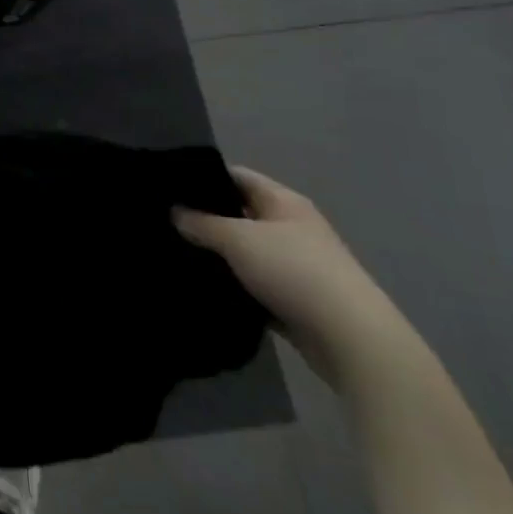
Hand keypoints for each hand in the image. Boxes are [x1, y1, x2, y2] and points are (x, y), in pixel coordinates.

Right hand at [176, 166, 409, 385]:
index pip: (236, 176)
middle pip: (239, 212)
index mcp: (283, 201)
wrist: (349, 337)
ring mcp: (293, 263)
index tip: (167, 186)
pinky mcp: (292, 296)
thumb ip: (201, 223)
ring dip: (216, 254)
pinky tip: (202, 285)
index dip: (203, 176)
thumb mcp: (238, 239)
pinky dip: (231, 282)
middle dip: (205, 217)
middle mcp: (290, 226)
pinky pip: (252, 281)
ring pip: (244, 250)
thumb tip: (174, 212)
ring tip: (175, 253)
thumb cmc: (293, 271)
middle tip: (163, 221)